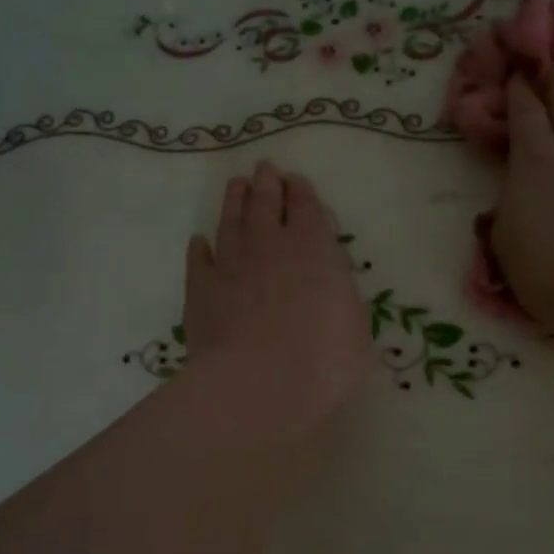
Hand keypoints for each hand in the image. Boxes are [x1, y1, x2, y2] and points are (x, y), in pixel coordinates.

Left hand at [183, 162, 372, 437]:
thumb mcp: (355, 328)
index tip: (294, 180)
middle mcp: (269, 245)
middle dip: (266, 183)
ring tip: (236, 185)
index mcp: (314, 248)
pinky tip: (200, 242)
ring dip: (234, 201)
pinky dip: (200, 248)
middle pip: (265, 203)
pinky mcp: (199, 290)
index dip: (300, 191)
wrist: (257, 385)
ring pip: (231, 221)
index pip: (306, 207)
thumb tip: (329, 287)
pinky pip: (198, 259)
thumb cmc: (323, 361)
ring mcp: (230, 264)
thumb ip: (340, 297)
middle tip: (264, 169)